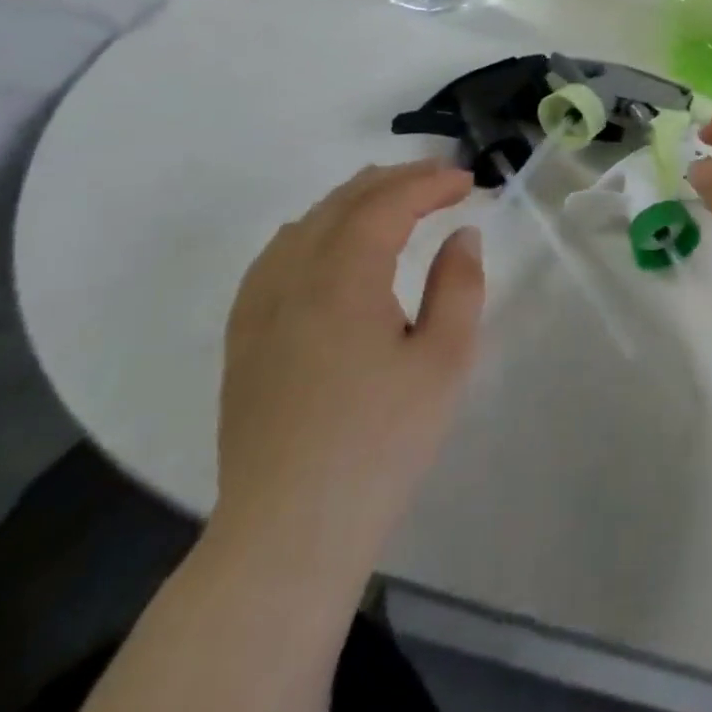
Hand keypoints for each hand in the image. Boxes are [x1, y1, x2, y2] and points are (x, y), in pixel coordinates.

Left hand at [210, 162, 484, 592]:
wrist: (290, 532)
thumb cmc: (381, 443)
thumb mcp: (444, 360)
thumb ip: (458, 285)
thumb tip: (461, 236)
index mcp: (342, 279)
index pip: (386, 204)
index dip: (429, 183)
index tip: (468, 181)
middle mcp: (291, 279)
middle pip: (341, 204)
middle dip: (394, 181)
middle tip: (440, 178)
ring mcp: (258, 310)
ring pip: (304, 225)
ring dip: (352, 200)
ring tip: (392, 198)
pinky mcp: (243, 340)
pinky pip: (275, 258)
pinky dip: (312, 230)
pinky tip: (327, 244)